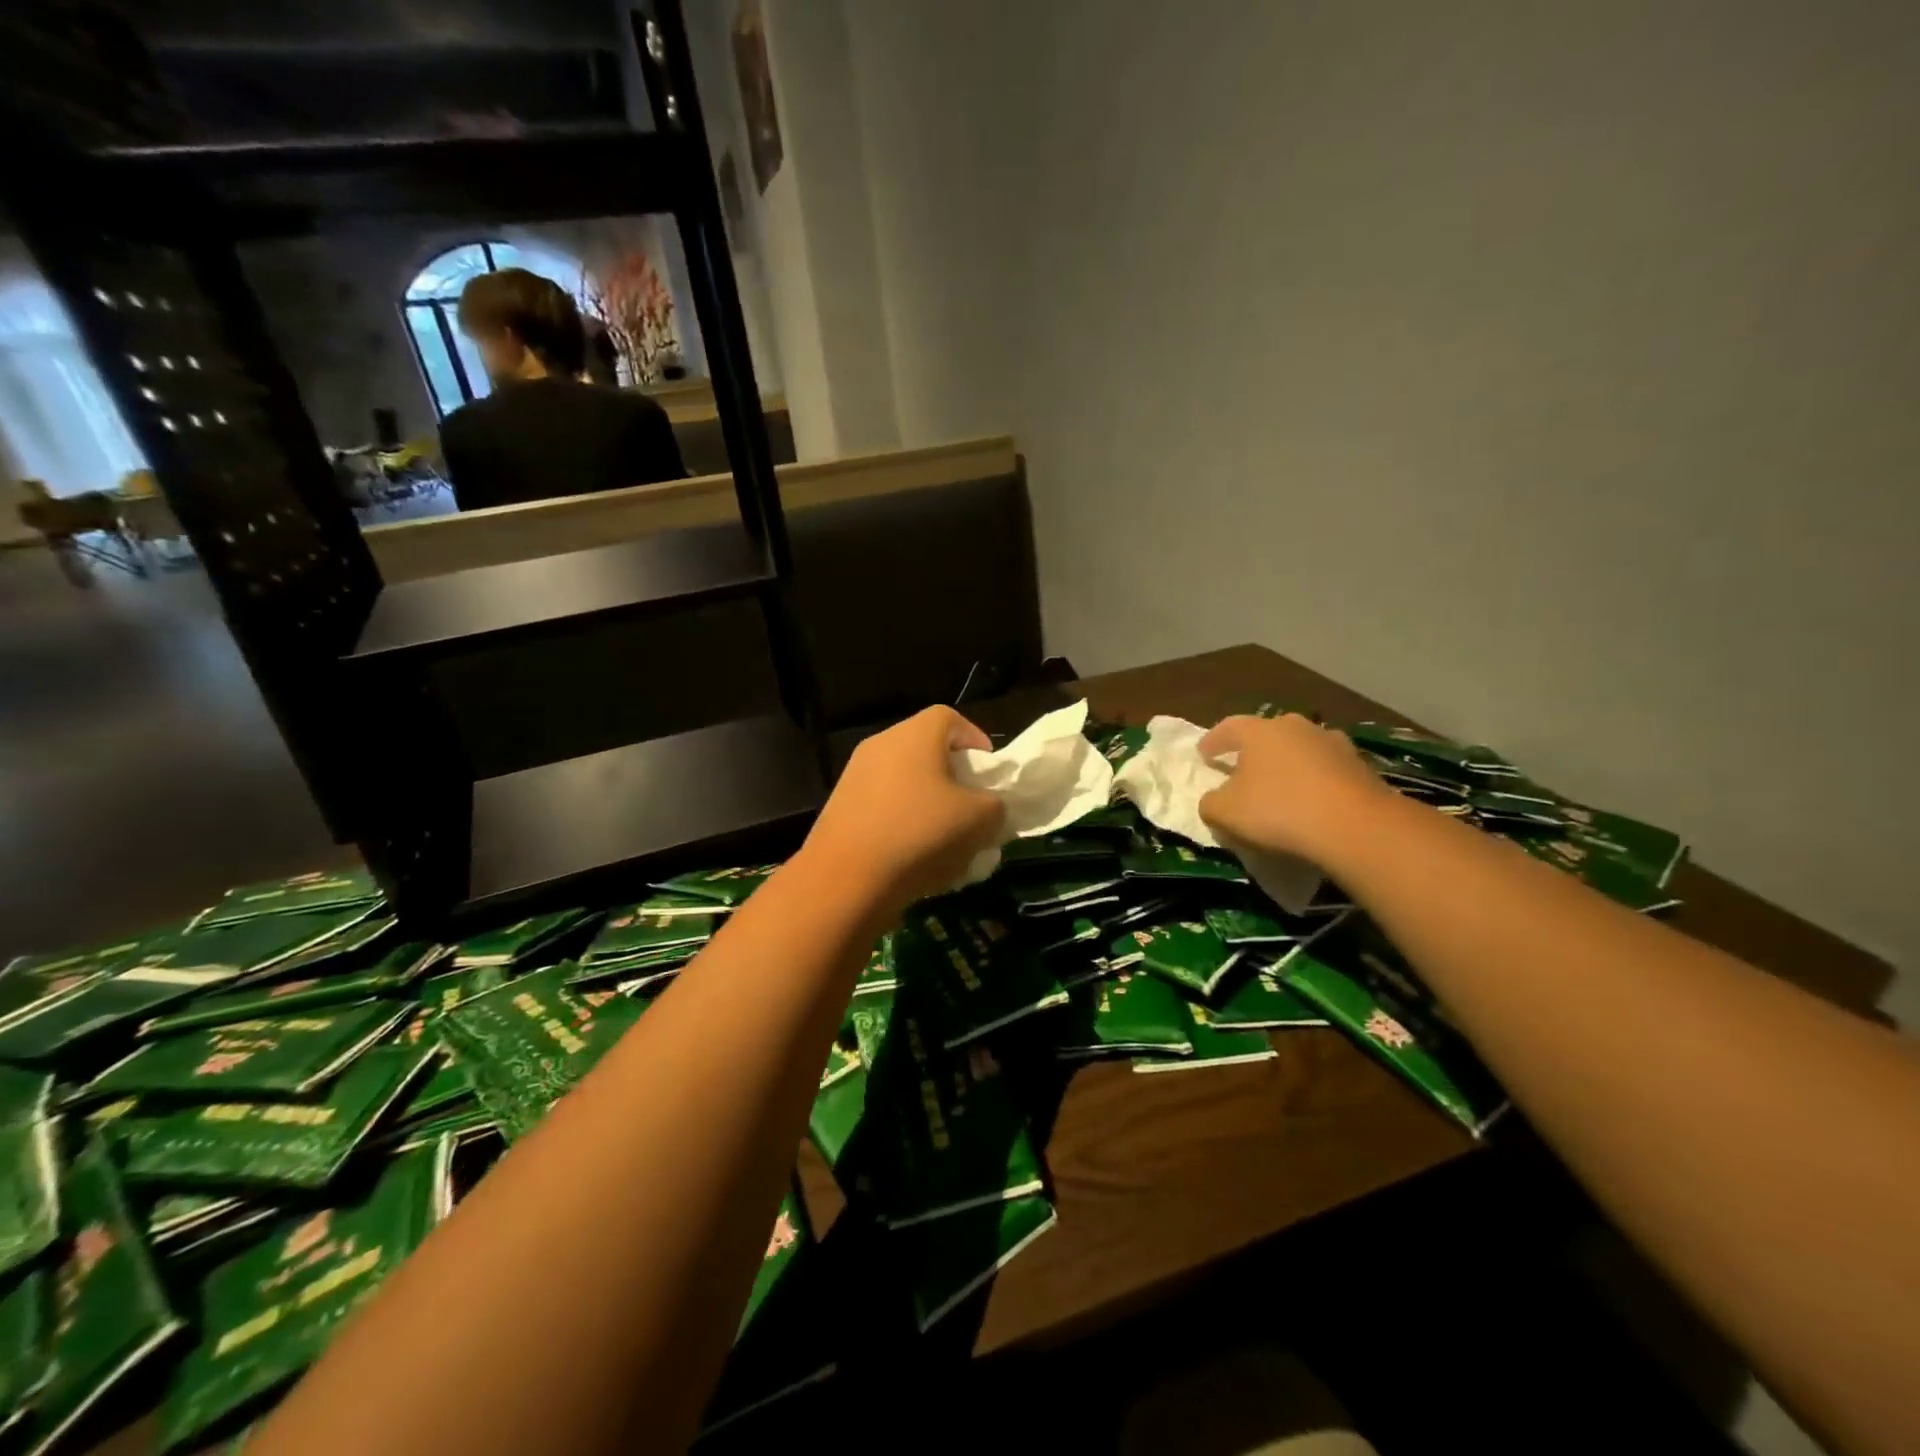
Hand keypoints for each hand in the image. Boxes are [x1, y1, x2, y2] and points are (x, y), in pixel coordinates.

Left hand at [802, 707, 1005, 910]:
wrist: (846, 879)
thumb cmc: (920, 834)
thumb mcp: (979, 821)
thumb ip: (995, 806)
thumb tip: (988, 808)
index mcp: (914, 735)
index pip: (950, 718)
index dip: (975, 740)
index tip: (988, 773)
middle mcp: (880, 745)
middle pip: (925, 750)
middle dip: (953, 777)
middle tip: (971, 808)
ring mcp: (855, 776)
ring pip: (904, 781)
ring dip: (928, 804)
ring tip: (947, 841)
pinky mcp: (840, 808)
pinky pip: (883, 807)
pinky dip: (903, 823)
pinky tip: (915, 858)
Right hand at [1197, 714, 1395, 867]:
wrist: (1356, 826)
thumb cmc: (1279, 810)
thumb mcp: (1225, 812)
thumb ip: (1210, 803)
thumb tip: (1213, 800)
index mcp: (1260, 730)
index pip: (1228, 727)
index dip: (1213, 741)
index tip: (1203, 755)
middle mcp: (1297, 727)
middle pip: (1268, 735)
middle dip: (1253, 751)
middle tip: (1242, 770)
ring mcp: (1334, 744)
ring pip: (1300, 751)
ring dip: (1287, 765)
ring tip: (1280, 788)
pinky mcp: (1361, 767)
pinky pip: (1326, 772)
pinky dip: (1314, 783)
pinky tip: (1310, 803)